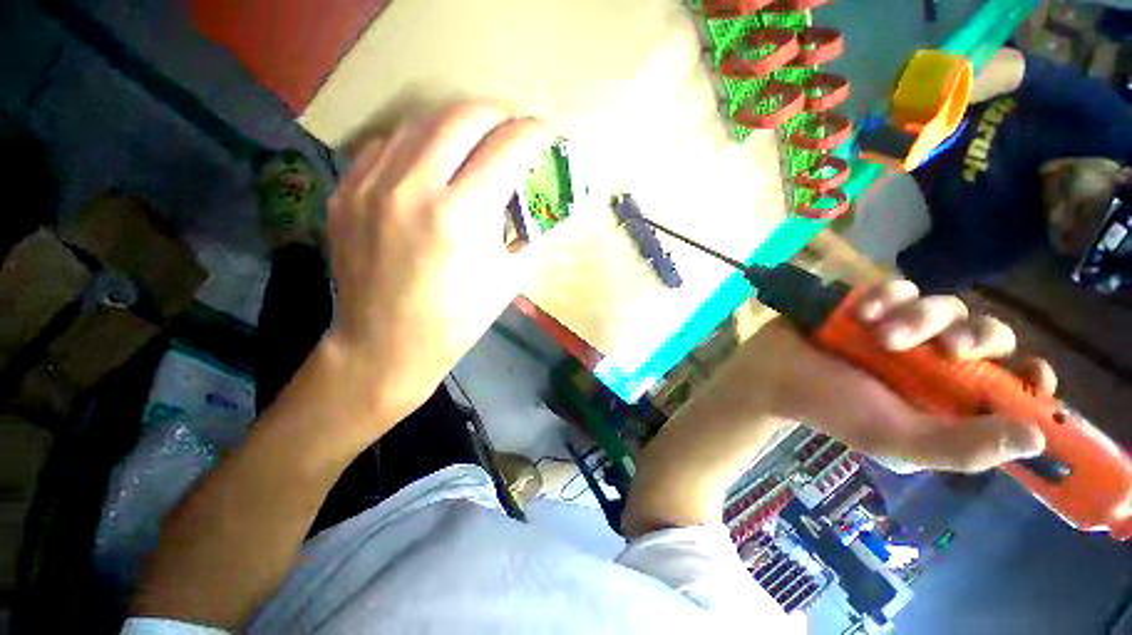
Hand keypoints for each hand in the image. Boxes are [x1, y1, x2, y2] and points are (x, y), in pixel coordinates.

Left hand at [324, 100, 551, 423]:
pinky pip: (386, 144)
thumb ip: (531, 228)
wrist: (385, 345)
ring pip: (421, 121)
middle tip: (512, 130)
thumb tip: (544, 197)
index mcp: (462, 215)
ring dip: (458, 124)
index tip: (546, 135)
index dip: (535, 134)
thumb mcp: (510, 277)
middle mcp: (414, 187)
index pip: (508, 148)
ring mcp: (371, 184)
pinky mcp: (345, 191)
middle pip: (463, 115)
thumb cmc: (458, 319)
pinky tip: (430, 163)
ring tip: (475, 142)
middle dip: (499, 114)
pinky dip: (418, 143)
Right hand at [739, 280, 1051, 472]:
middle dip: (975, 336)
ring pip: (944, 305)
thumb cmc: (831, 408)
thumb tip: (1038, 438)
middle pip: (987, 334)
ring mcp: (902, 328)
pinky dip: (888, 296)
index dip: (1029, 378)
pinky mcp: (872, 303)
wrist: (772, 373)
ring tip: (880, 333)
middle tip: (949, 349)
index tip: (1030, 372)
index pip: (1009, 386)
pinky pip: (900, 287)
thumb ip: (962, 447)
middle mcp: (932, 362)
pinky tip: (862, 313)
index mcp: (945, 400)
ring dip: (920, 317)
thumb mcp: (898, 439)